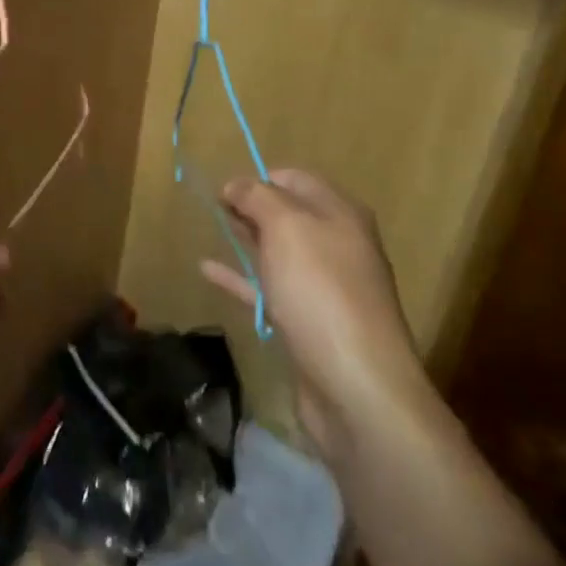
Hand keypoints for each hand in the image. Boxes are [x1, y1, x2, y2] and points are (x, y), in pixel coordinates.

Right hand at [201, 169, 430, 465]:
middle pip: (289, 215)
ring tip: (212, 230)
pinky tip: (209, 271)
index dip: (260, 178)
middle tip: (214, 207)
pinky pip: (269, 289)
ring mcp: (324, 288)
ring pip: (279, 253)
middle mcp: (337, 245)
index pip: (296, 179)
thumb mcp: (287, 227)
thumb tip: (236, 184)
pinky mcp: (308, 325)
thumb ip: (257, 197)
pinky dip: (241, 278)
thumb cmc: (321, 291)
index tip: (225, 188)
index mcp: (340, 214)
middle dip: (252, 207)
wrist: (356, 387)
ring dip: (247, 239)